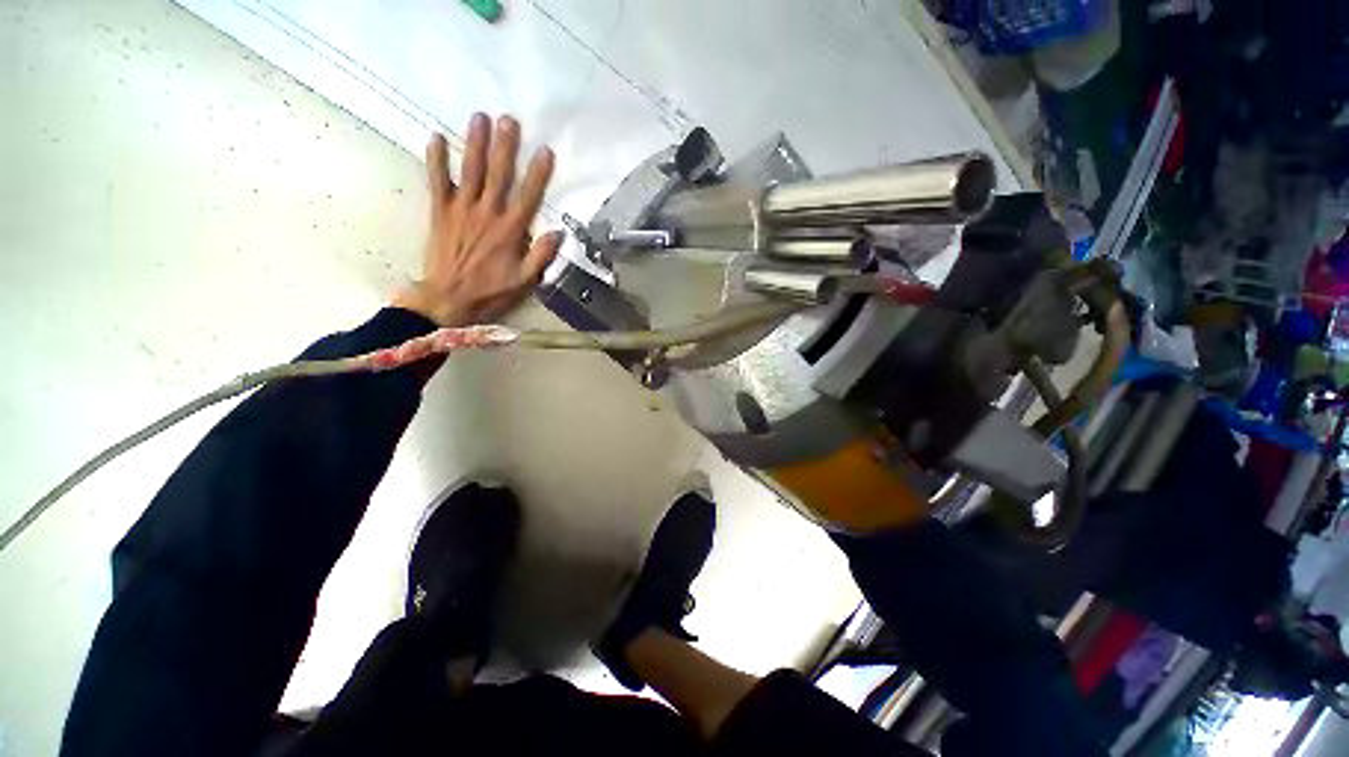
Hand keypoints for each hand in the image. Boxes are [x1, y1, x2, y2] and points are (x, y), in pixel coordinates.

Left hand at [394, 113, 562, 326]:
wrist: (447, 299)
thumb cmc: (491, 292)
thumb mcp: (524, 282)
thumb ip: (541, 256)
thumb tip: (558, 233)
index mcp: (510, 231)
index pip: (528, 197)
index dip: (538, 174)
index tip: (545, 151)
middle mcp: (486, 214)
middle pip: (498, 175)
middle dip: (504, 147)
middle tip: (508, 119)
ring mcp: (461, 210)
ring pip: (470, 171)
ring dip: (474, 144)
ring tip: (479, 117)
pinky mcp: (440, 212)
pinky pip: (437, 182)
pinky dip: (436, 160)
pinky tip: (434, 138)